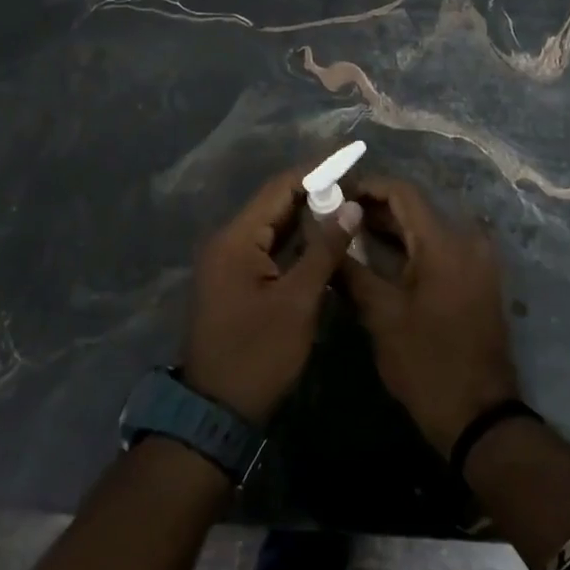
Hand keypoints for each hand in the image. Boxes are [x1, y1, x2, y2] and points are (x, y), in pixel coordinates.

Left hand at [183, 168, 362, 424]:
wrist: (216, 412)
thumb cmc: (259, 354)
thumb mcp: (298, 301)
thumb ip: (324, 250)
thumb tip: (349, 207)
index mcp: (236, 239)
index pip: (279, 189)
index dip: (315, 170)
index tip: (348, 156)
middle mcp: (226, 242)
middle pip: (273, 203)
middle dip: (313, 190)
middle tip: (353, 180)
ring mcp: (227, 262)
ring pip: (271, 226)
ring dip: (305, 215)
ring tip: (345, 201)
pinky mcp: (234, 280)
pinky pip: (267, 247)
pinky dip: (294, 240)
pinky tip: (323, 237)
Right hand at [341, 175, 521, 455]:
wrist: (479, 415)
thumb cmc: (426, 363)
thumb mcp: (381, 316)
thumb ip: (351, 270)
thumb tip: (324, 238)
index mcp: (445, 242)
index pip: (403, 192)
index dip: (368, 187)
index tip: (336, 194)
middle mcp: (467, 240)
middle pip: (417, 208)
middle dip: (375, 209)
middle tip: (336, 216)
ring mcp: (478, 260)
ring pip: (428, 228)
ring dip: (393, 228)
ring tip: (350, 234)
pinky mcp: (478, 278)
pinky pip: (441, 247)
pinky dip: (412, 246)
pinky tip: (381, 257)